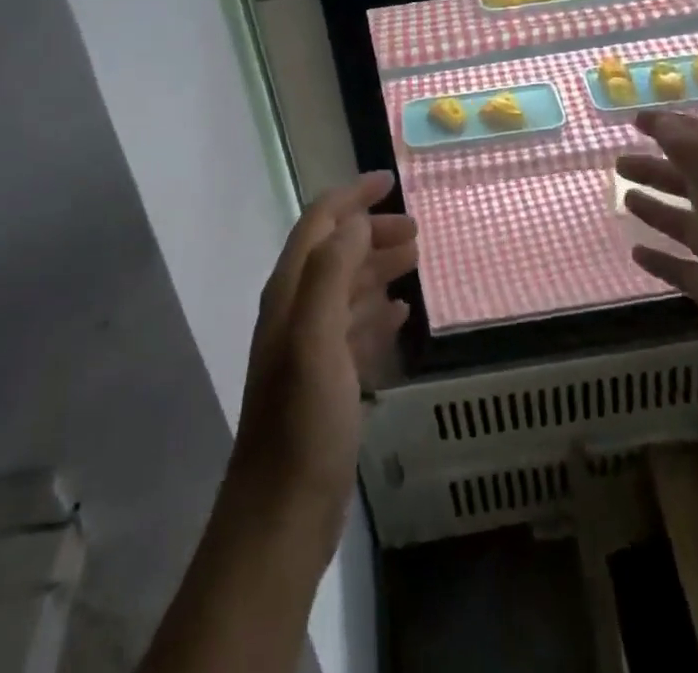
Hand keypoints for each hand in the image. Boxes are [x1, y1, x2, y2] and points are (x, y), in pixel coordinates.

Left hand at [228, 172, 416, 556]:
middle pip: (336, 252)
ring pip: (347, 289)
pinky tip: (401, 315)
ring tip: (415, 261)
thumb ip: (331, 273)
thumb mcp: (315, 339)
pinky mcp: (327, 382)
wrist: (281, 516)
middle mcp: (297, 312)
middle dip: (372, 231)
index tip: (389, 180)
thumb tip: (358, 221)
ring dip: (378, 268)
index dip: (351, 197)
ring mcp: (311, 349)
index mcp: (290, 294)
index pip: (319, 224)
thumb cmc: (302, 423)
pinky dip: (376, 312)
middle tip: (416, 230)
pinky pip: (355, 330)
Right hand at [619, 112, 697, 432]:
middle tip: (618, 163)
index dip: (674, 128)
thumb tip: (667, 122)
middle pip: (693, 183)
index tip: (636, 119)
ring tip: (624, 198)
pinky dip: (660, 254)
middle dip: (658, 167)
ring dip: (657, 205)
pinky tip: (637, 254)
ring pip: (686, 222)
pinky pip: (683, 266)